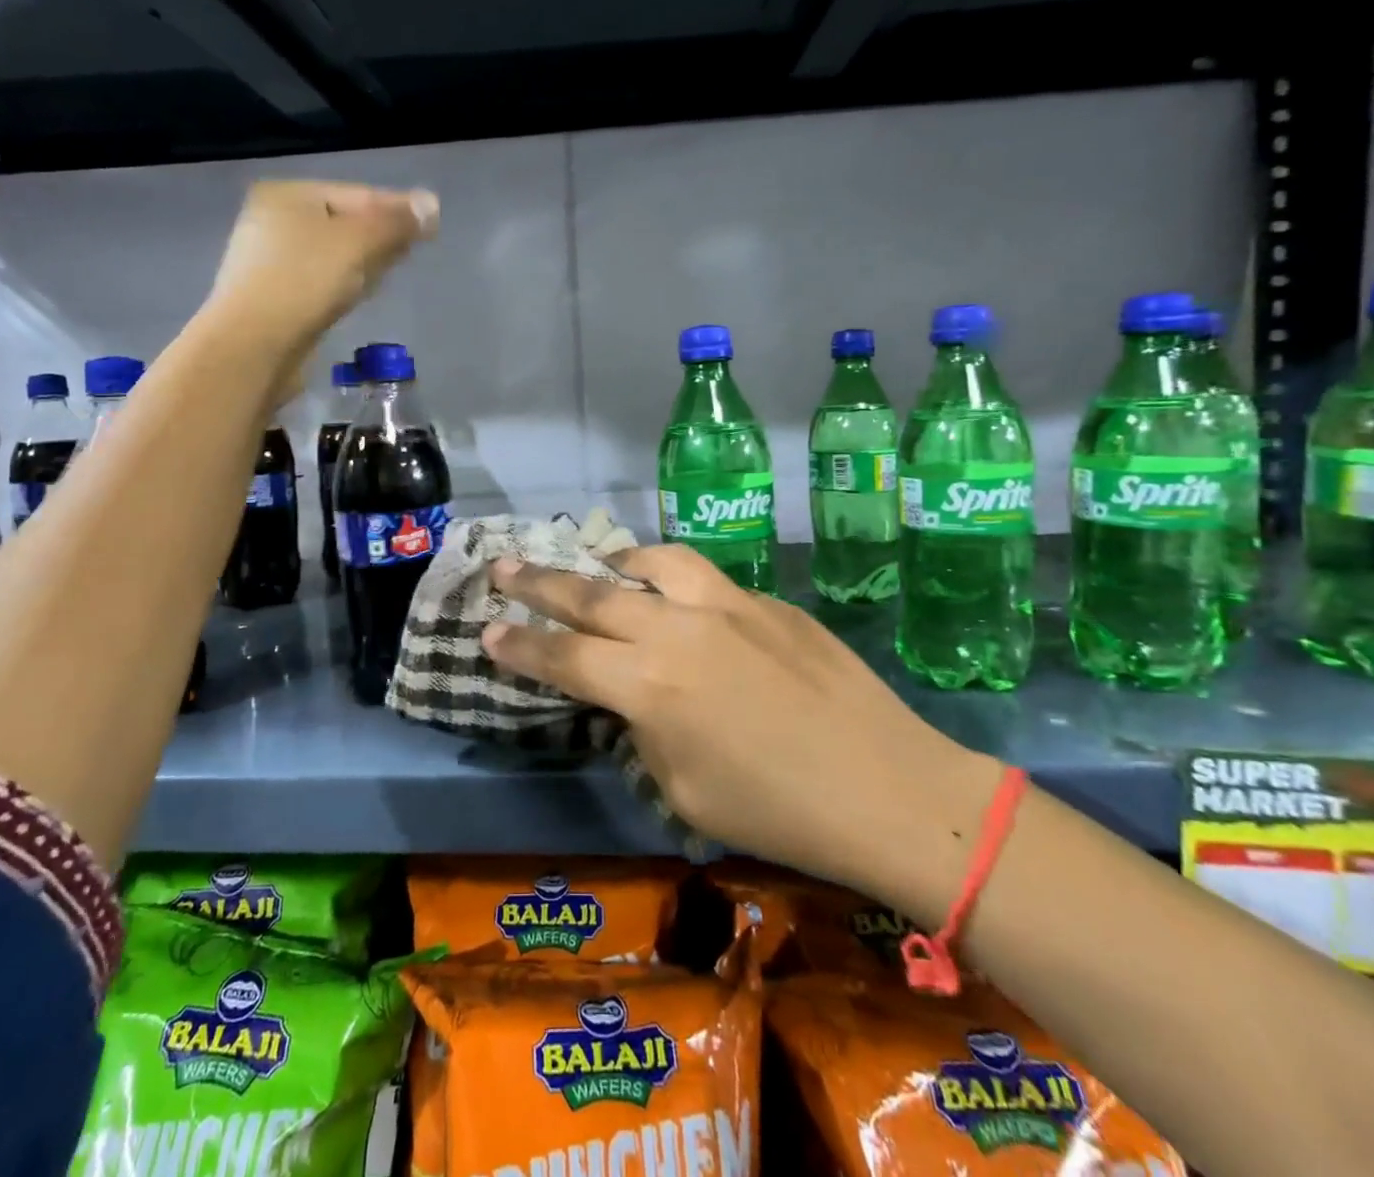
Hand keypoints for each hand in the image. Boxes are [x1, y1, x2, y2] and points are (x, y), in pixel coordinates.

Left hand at [208, 179, 438, 393]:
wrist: (254, 346)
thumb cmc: (306, 281)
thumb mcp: (359, 243)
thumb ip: (397, 222)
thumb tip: (431, 204)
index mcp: (287, 194)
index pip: (358, 194)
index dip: (397, 209)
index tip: (431, 226)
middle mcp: (272, 221)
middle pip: (344, 223)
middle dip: (380, 235)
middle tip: (414, 250)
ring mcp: (269, 261)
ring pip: (333, 255)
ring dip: (363, 262)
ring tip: (390, 273)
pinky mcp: (273, 298)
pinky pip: (320, 281)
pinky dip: (343, 284)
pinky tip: (358, 296)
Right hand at [481, 545, 998, 916]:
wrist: (888, 786)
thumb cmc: (777, 812)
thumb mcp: (683, 789)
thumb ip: (644, 728)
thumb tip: (635, 696)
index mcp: (649, 686)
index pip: (563, 657)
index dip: (518, 645)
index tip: (485, 631)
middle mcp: (677, 629)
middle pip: (592, 594)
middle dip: (538, 582)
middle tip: (502, 565)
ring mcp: (725, 604)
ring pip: (651, 561)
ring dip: (612, 563)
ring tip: (595, 566)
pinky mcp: (765, 600)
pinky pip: (703, 577)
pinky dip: (670, 577)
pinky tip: (675, 594)